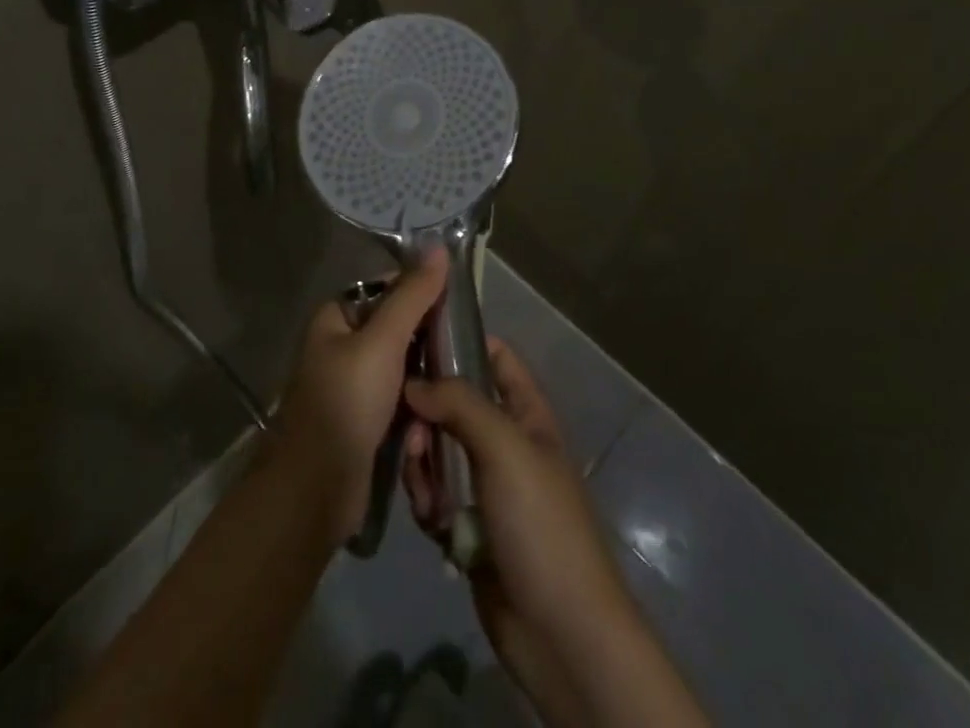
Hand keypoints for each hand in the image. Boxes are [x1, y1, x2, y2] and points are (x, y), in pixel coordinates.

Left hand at [271, 250, 446, 547]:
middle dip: (427, 343)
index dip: (420, 292)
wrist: (314, 491)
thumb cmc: (345, 403)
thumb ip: (412, 296)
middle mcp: (340, 347)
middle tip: (461, 349)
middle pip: (397, 329)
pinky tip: (435, 418)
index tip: (456, 304)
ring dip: (425, 379)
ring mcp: (352, 387)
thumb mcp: (382, 342)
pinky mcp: (364, 422)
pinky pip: (399, 402)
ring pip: (403, 369)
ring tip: (452, 386)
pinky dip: (416, 408)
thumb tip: (440, 247)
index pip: (386, 289)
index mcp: (335, 319)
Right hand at [402, 341, 639, 690]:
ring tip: (423, 485)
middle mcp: (506, 442)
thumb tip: (413, 382)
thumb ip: (459, 403)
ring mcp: (486, 486)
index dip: (461, 341)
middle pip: (455, 405)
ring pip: (438, 451)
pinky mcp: (467, 527)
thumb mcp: (504, 447)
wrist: (560, 633)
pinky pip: (434, 496)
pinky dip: (426, 502)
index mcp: (527, 414)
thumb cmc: (540, 523)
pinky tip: (429, 519)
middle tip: (410, 429)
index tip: (415, 337)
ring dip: (423, 462)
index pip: (495, 357)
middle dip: (428, 413)